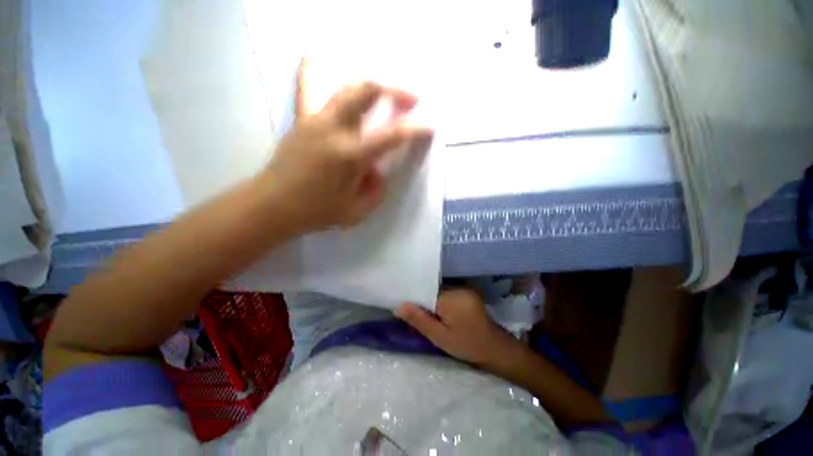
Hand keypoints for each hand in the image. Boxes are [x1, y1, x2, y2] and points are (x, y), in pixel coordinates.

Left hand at [264, 59, 433, 232]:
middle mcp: (334, 129)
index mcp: (350, 156)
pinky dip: (313, 68)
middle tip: (411, 99)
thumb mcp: (356, 211)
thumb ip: (375, 190)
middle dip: (395, 90)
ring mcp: (315, 119)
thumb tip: (376, 170)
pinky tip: (317, 55)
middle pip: (367, 91)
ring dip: (371, 84)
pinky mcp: (302, 119)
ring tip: (384, 90)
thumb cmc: (316, 212)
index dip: (415, 128)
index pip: (392, 135)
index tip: (430, 127)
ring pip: (345, 86)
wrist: (273, 205)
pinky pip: (307, 86)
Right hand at [396, 289, 522, 366]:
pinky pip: (448, 290)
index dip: (413, 295)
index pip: (425, 289)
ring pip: (439, 289)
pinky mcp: (467, 291)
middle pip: (432, 287)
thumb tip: (398, 306)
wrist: (495, 348)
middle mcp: (457, 287)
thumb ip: (419, 320)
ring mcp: (464, 288)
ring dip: (431, 297)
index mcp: (450, 297)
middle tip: (410, 307)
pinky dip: (440, 298)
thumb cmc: (466, 344)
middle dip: (422, 297)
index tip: (403, 301)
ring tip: (422, 308)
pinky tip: (437, 307)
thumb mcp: (440, 337)